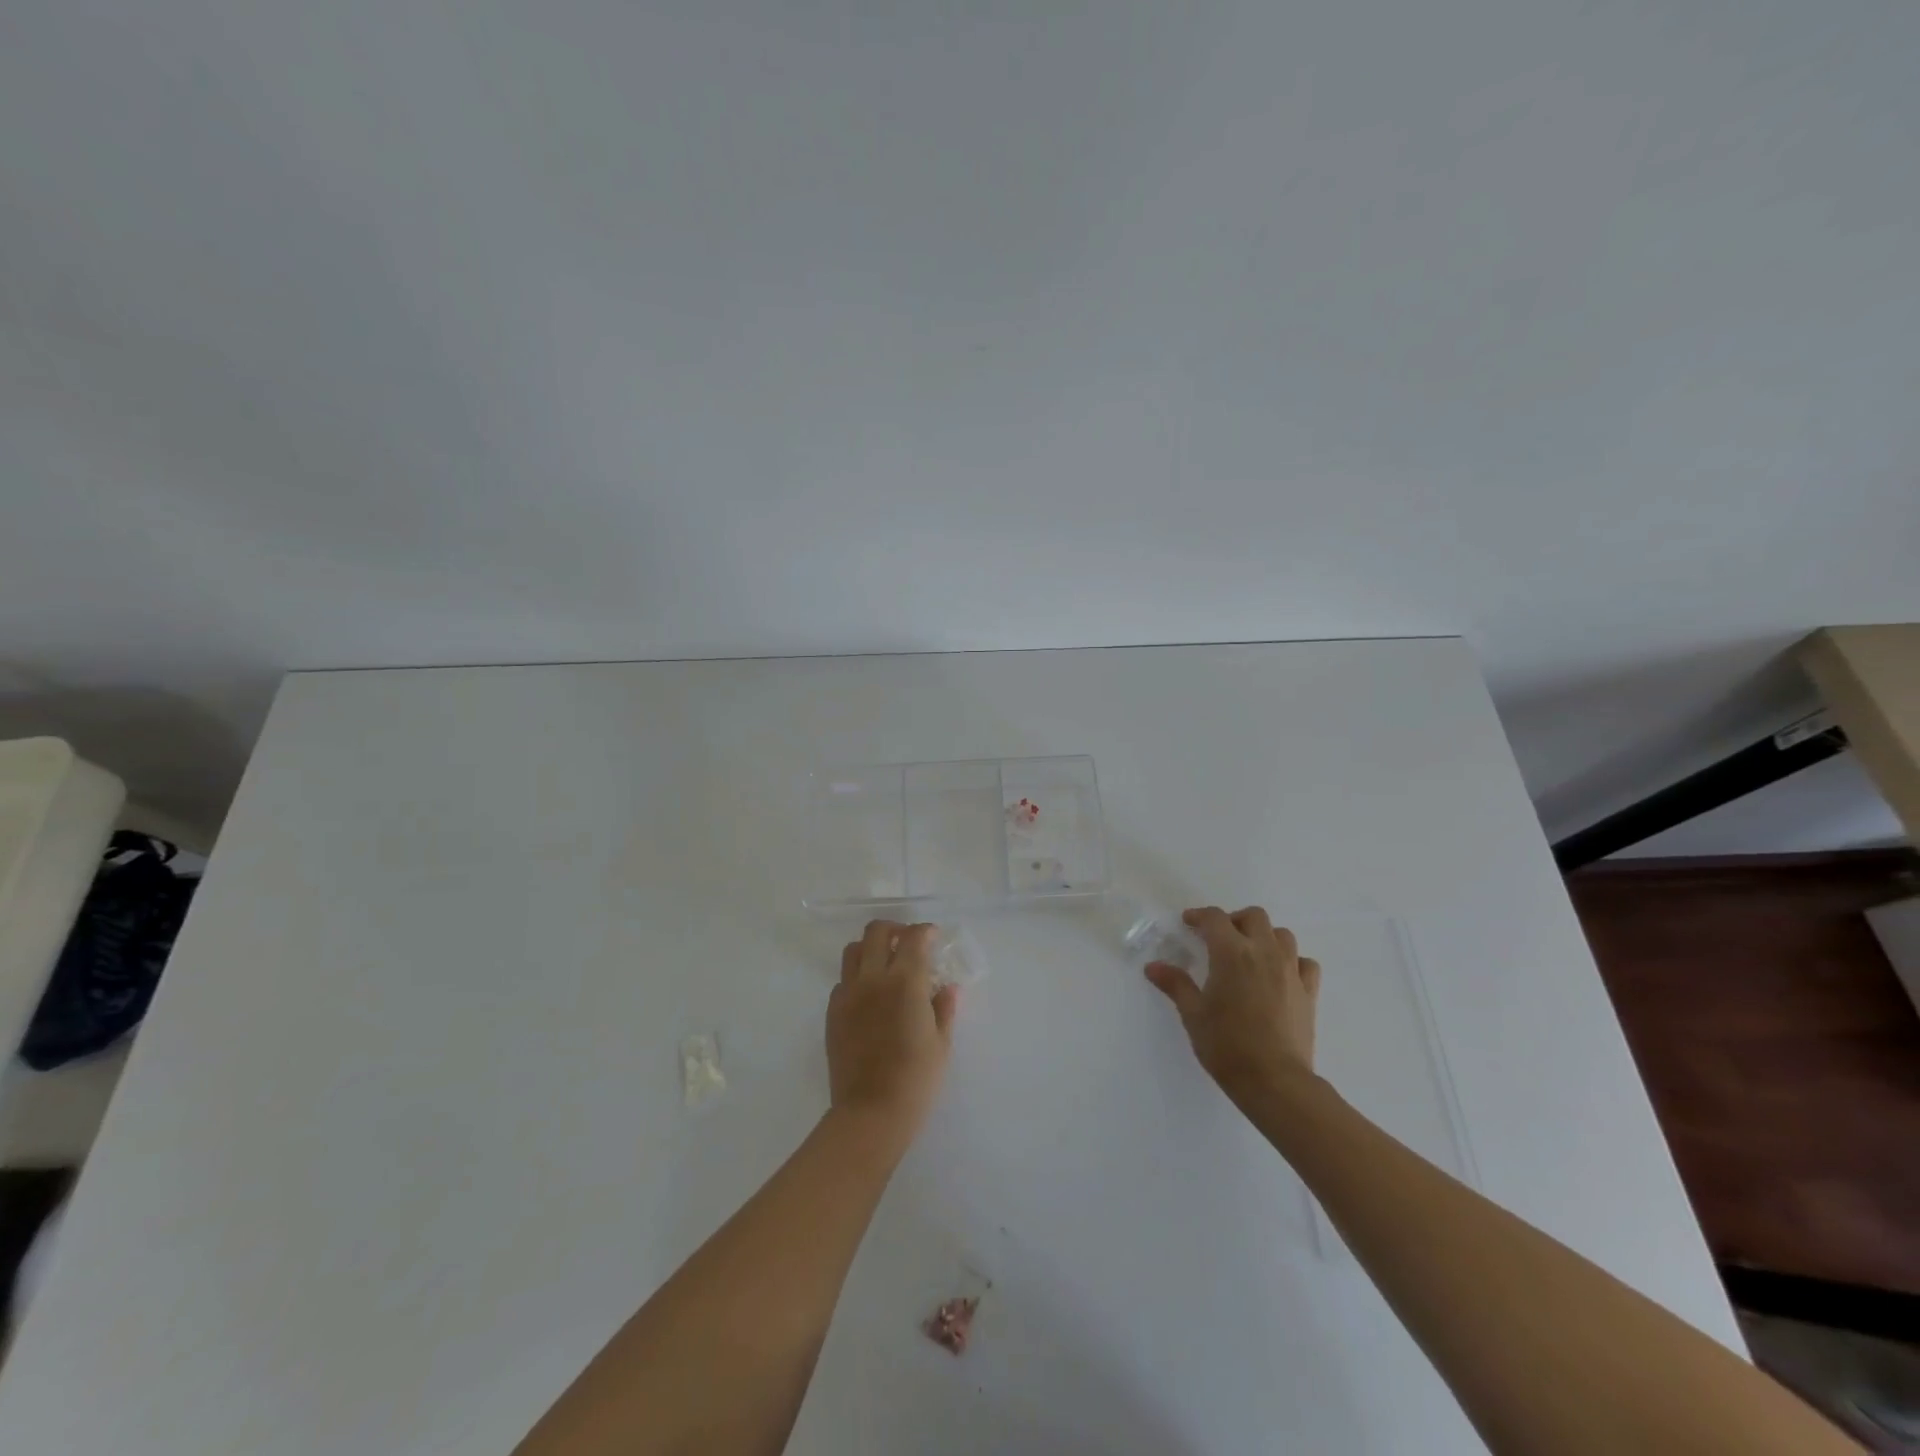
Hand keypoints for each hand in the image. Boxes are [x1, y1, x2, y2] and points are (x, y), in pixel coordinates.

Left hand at [827, 921, 957, 1145]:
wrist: (870, 1114)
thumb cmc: (916, 1080)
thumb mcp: (941, 1043)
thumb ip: (944, 1008)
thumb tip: (946, 987)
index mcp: (905, 982)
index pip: (914, 938)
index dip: (925, 932)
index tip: (933, 937)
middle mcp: (873, 978)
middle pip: (876, 932)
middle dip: (895, 930)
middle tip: (908, 943)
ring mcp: (848, 994)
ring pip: (853, 950)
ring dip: (871, 948)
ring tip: (885, 964)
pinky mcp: (833, 1012)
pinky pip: (843, 981)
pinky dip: (857, 978)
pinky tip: (870, 997)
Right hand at [1145, 905, 1320, 1104]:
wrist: (1274, 1081)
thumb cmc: (1226, 1045)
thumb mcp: (1193, 1014)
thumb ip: (1175, 984)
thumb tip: (1153, 967)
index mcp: (1231, 953)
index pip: (1215, 918)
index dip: (1199, 916)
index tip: (1188, 923)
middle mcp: (1264, 952)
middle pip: (1254, 916)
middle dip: (1234, 920)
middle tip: (1220, 937)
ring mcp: (1290, 971)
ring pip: (1282, 935)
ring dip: (1265, 936)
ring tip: (1251, 953)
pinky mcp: (1309, 992)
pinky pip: (1305, 963)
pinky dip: (1292, 961)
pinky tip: (1280, 975)